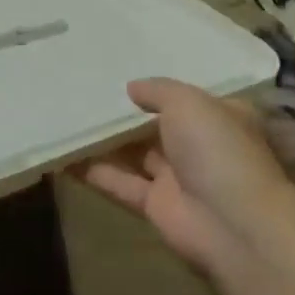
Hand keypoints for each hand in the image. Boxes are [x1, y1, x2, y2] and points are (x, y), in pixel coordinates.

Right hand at [78, 78, 294, 273]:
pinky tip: (63, 157)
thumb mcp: (188, 103)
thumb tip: (132, 87)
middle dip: (124, 114)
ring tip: (66, 119)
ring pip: (133, 154)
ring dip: (103, 141)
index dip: (156, 88)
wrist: (231, 223)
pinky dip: (94, 171)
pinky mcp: (155, 205)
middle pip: (155, 126)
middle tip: (83, 93)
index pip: (185, 98)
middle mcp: (198, 145)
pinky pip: (119, 182)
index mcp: (219, 116)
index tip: (121, 72)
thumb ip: (158, 90)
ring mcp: (176, 177)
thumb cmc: (216, 148)